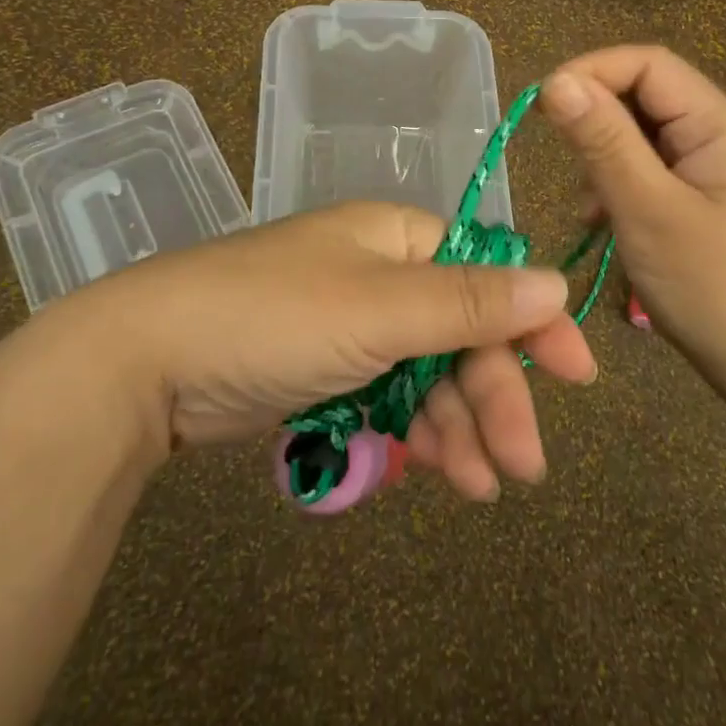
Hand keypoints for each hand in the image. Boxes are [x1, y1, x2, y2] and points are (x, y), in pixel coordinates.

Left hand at [57, 202, 598, 498]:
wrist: (147, 362)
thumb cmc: (272, 317)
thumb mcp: (379, 308)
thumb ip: (468, 302)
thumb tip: (556, 283)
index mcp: (395, 238)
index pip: (485, 272)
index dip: (532, 321)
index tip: (578, 375)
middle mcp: (378, 274)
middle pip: (460, 332)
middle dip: (493, 395)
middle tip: (524, 463)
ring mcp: (349, 325)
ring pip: (427, 374)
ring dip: (458, 427)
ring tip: (479, 487)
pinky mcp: (324, 370)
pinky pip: (389, 397)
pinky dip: (415, 433)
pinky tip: (436, 473)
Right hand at [537, 46, 725, 395]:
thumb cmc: (712, 286)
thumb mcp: (647, 209)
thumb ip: (602, 142)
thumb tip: (555, 82)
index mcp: (718, 124)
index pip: (647, 64)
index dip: (590, 72)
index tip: (542, 107)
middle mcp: (717, 133)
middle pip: (643, 95)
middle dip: (595, 120)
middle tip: (562, 163)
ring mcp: (708, 167)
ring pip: (639, 133)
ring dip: (602, 157)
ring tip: (589, 206)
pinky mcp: (697, 197)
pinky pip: (646, 168)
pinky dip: (615, 185)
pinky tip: (602, 222)